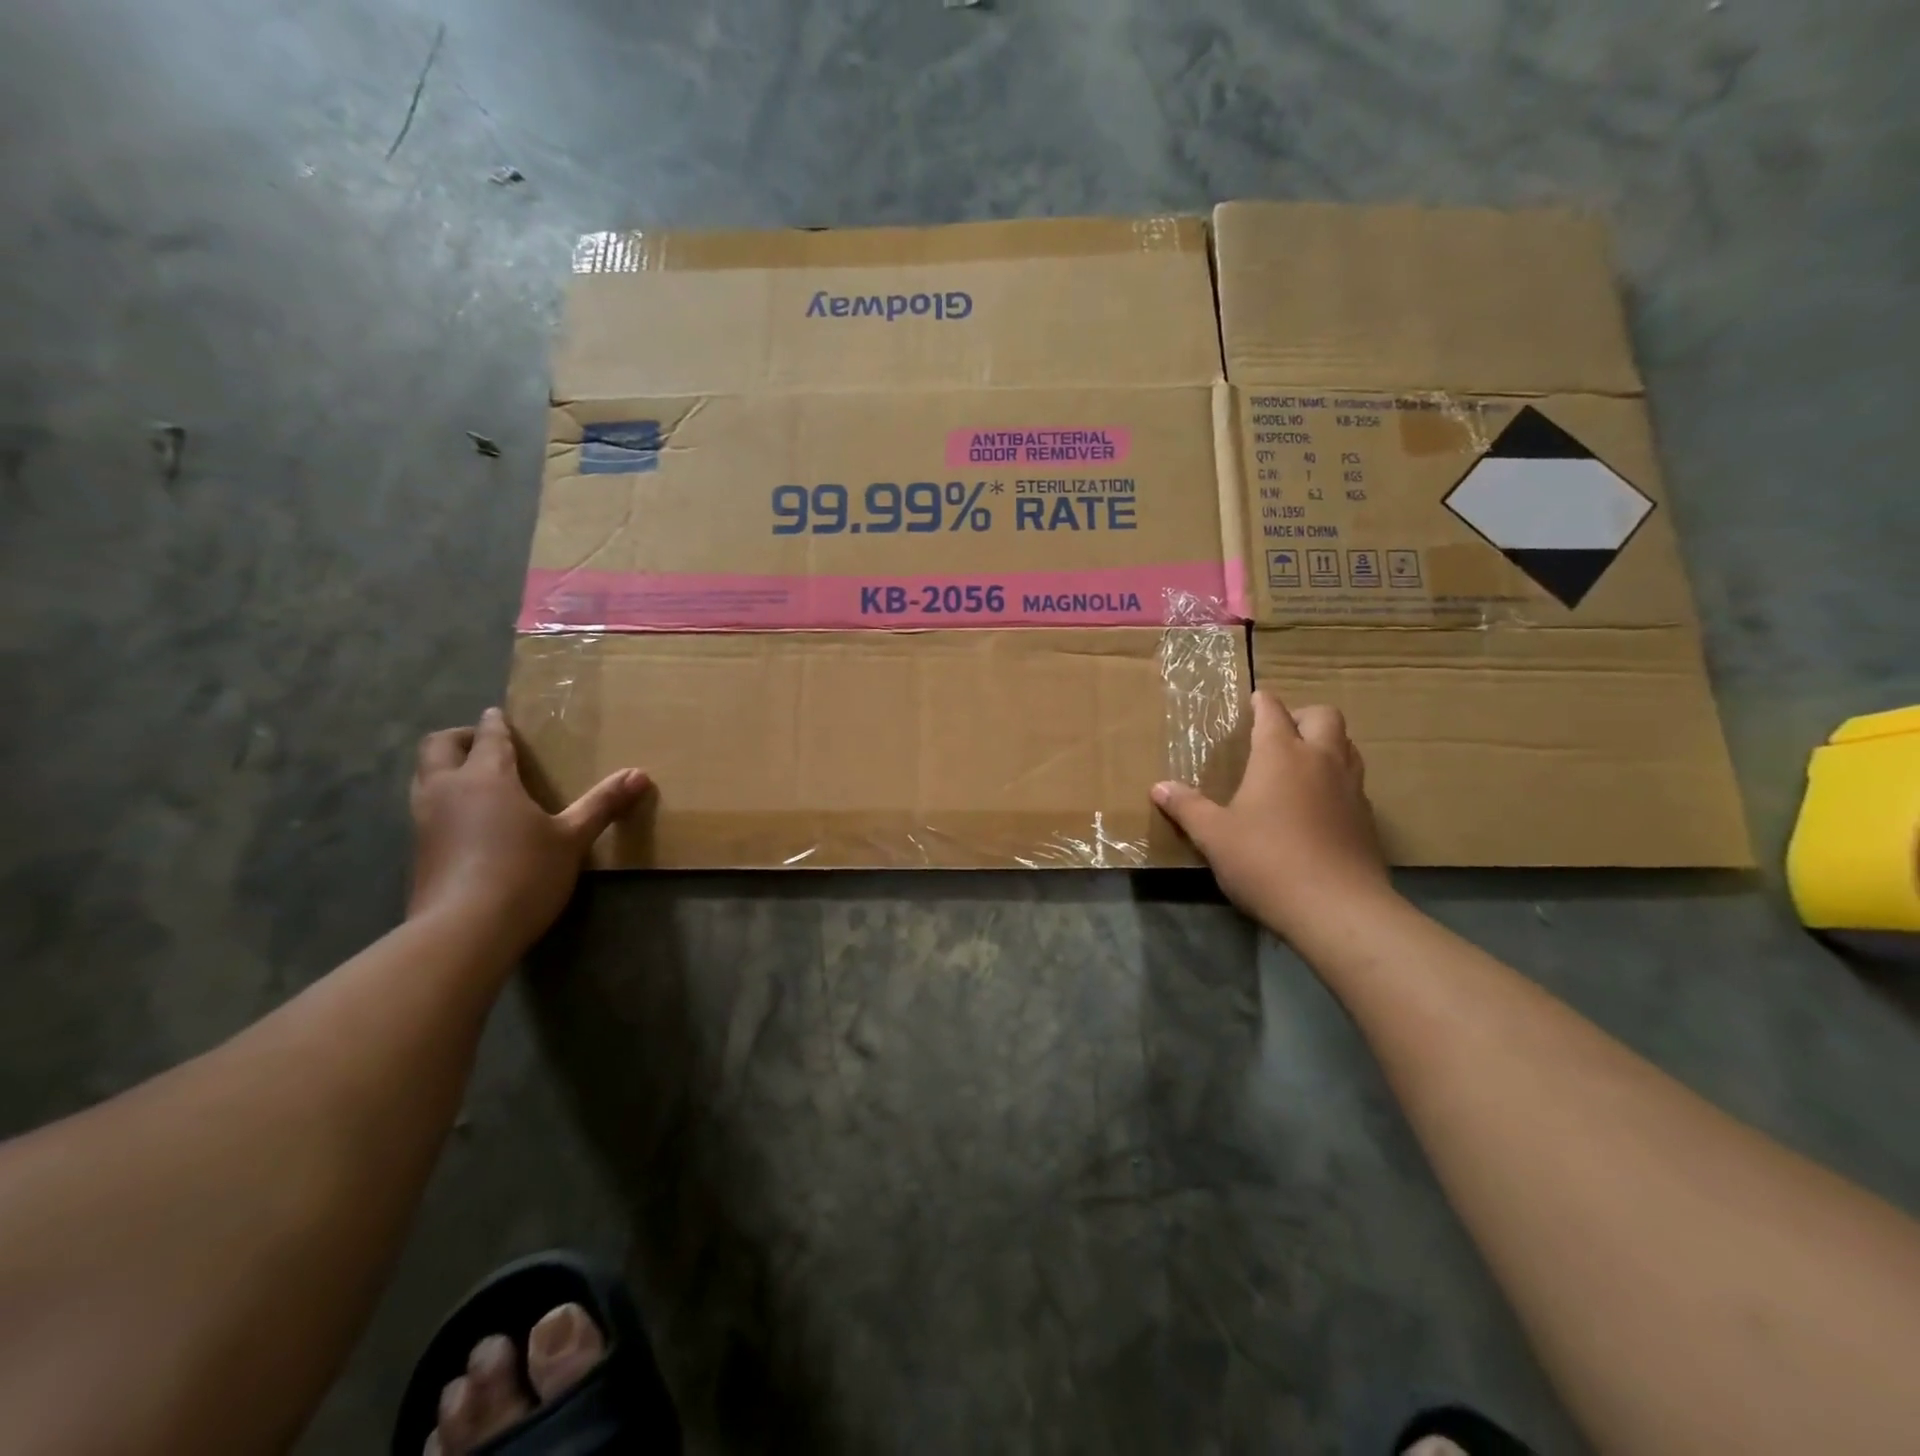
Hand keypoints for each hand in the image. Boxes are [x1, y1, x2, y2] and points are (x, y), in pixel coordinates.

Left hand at [408, 708, 648, 951]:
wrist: (462, 932)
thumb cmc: (524, 873)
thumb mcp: (572, 838)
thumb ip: (602, 804)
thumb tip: (640, 773)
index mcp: (486, 778)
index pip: (489, 737)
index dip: (496, 724)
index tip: (499, 715)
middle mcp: (447, 790)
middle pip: (438, 746)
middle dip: (460, 737)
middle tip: (485, 743)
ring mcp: (425, 821)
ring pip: (424, 776)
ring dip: (445, 767)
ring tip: (475, 778)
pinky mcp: (418, 851)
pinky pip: (426, 808)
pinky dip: (443, 800)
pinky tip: (468, 820)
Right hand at [1153, 691, 1392, 937]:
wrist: (1337, 908)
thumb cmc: (1266, 861)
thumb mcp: (1214, 836)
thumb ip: (1187, 807)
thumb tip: (1159, 787)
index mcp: (1280, 755)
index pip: (1273, 712)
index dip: (1262, 703)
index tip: (1254, 699)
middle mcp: (1321, 760)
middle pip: (1324, 716)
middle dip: (1302, 716)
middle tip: (1281, 733)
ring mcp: (1351, 788)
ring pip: (1347, 746)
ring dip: (1327, 744)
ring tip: (1302, 763)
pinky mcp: (1367, 819)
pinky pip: (1354, 783)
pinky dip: (1337, 781)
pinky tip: (1319, 806)